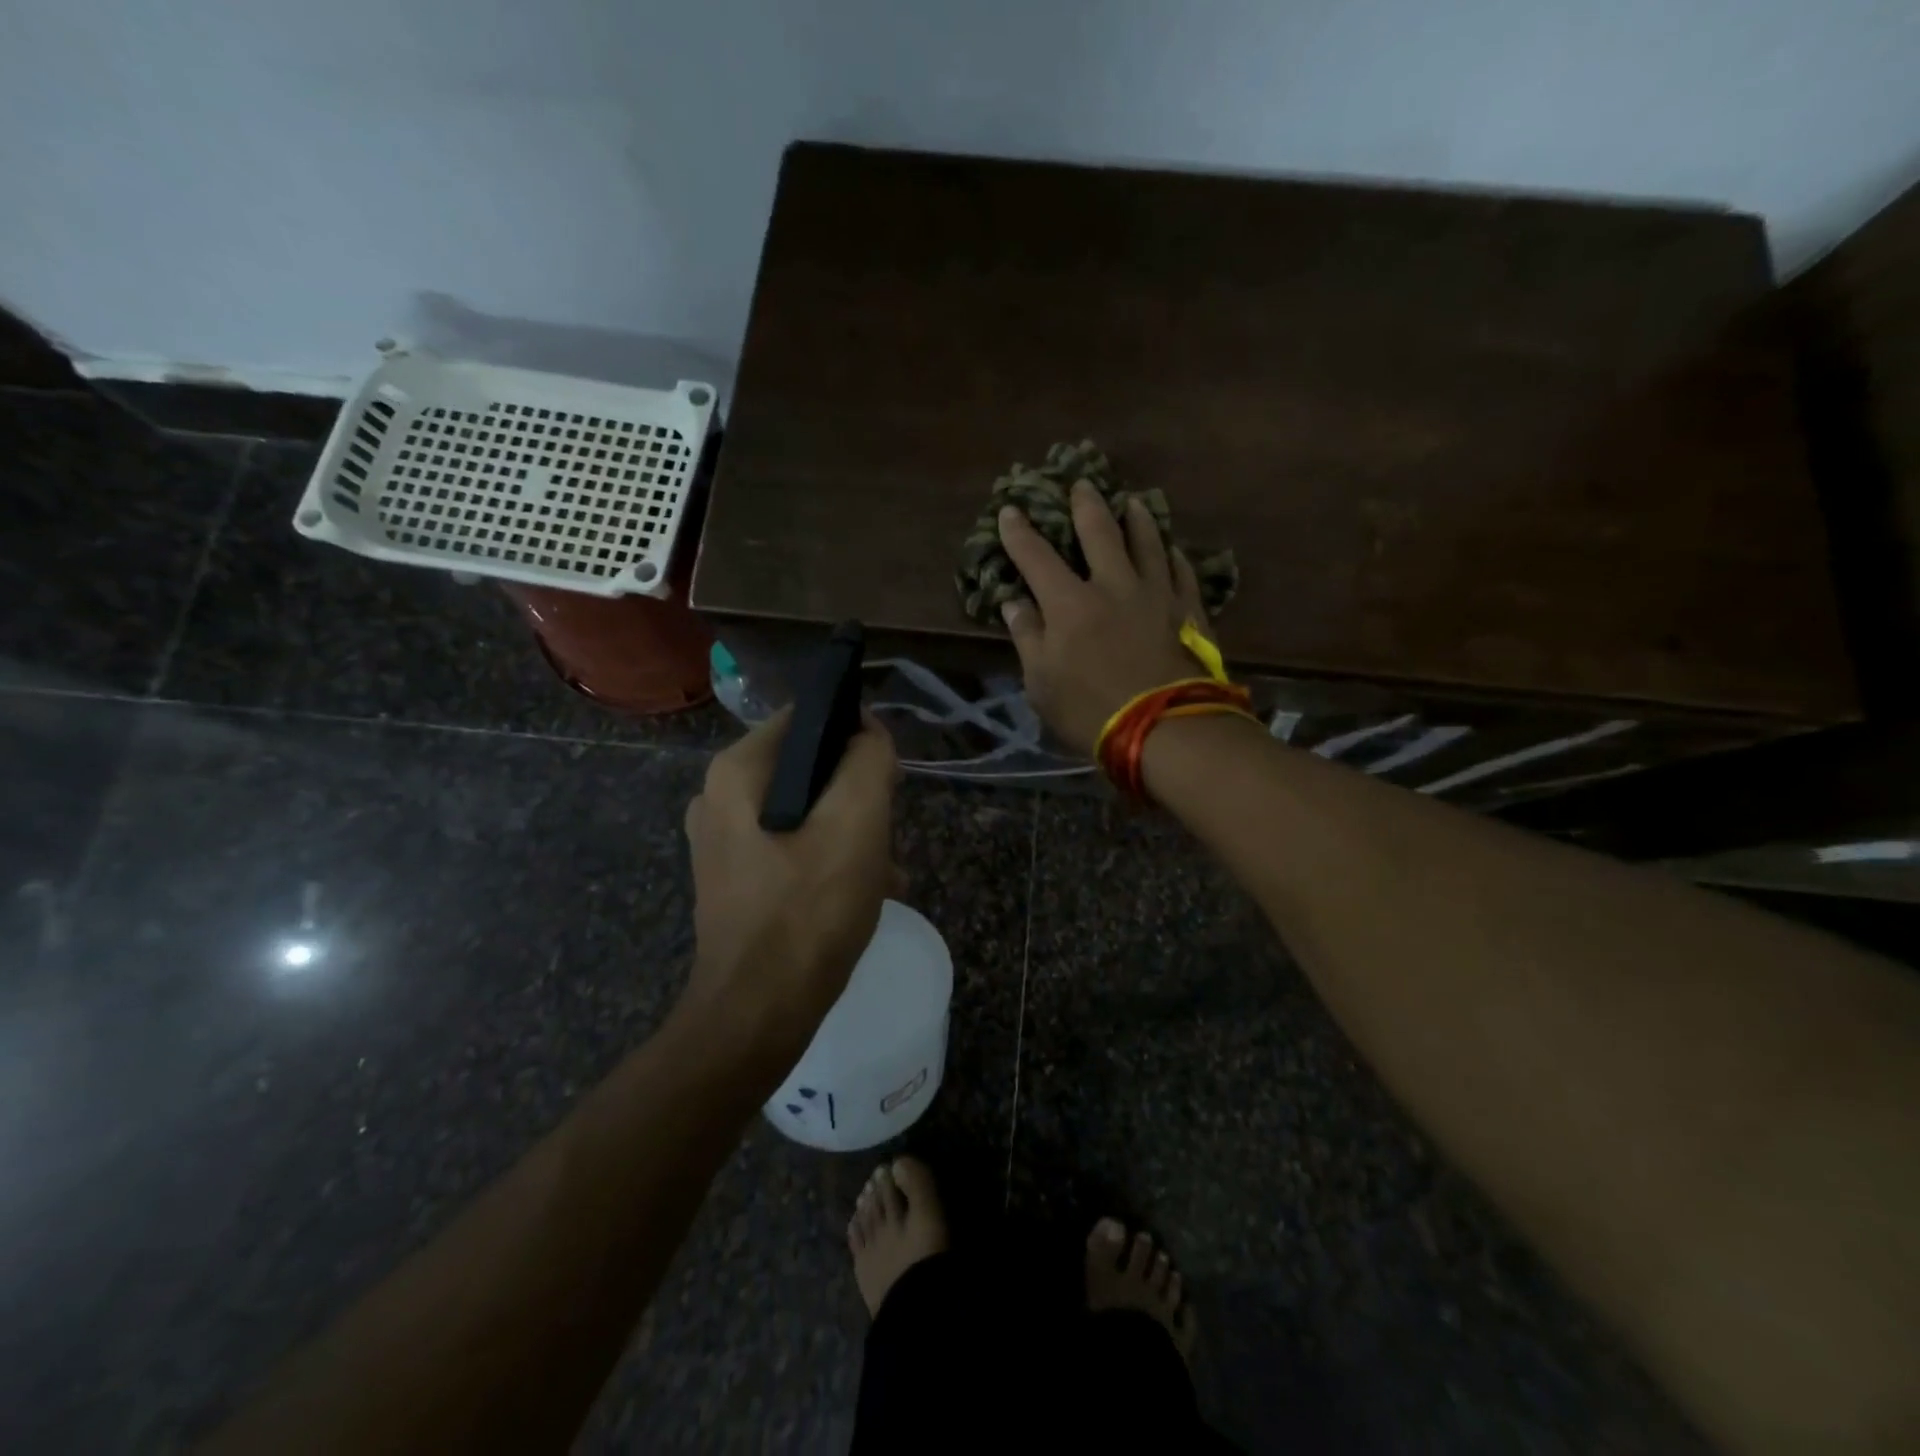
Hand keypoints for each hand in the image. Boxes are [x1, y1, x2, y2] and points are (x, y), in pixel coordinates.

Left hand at [682, 709, 903, 1046]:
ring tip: (887, 869)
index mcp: (737, 771)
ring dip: (851, 832)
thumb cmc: (809, 908)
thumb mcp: (856, 821)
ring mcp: (722, 842)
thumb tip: (868, 732)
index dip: (857, 735)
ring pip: (806, 811)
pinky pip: (792, 848)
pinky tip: (866, 891)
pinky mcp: (735, 880)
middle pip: (809, 768)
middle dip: (857, 794)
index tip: (889, 775)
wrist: (758, 1012)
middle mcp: (718, 798)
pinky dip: (830, 860)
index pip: (808, 719)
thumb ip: (868, 759)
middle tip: (889, 830)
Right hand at [997, 481, 1212, 754]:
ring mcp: (1156, 594)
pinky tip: (1172, 549)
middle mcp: (1113, 585)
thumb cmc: (1090, 711)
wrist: (1164, 728)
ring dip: (1137, 519)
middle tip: (1081, 484)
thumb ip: (1028, 637)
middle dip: (1085, 505)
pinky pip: (1182, 571)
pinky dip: (1174, 555)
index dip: (1020, 532)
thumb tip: (1015, 603)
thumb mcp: (1041, 683)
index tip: (1011, 510)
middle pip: (1099, 532)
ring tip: (1133, 502)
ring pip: (1148, 542)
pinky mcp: (1188, 610)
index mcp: (1069, 603)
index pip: (1036, 556)